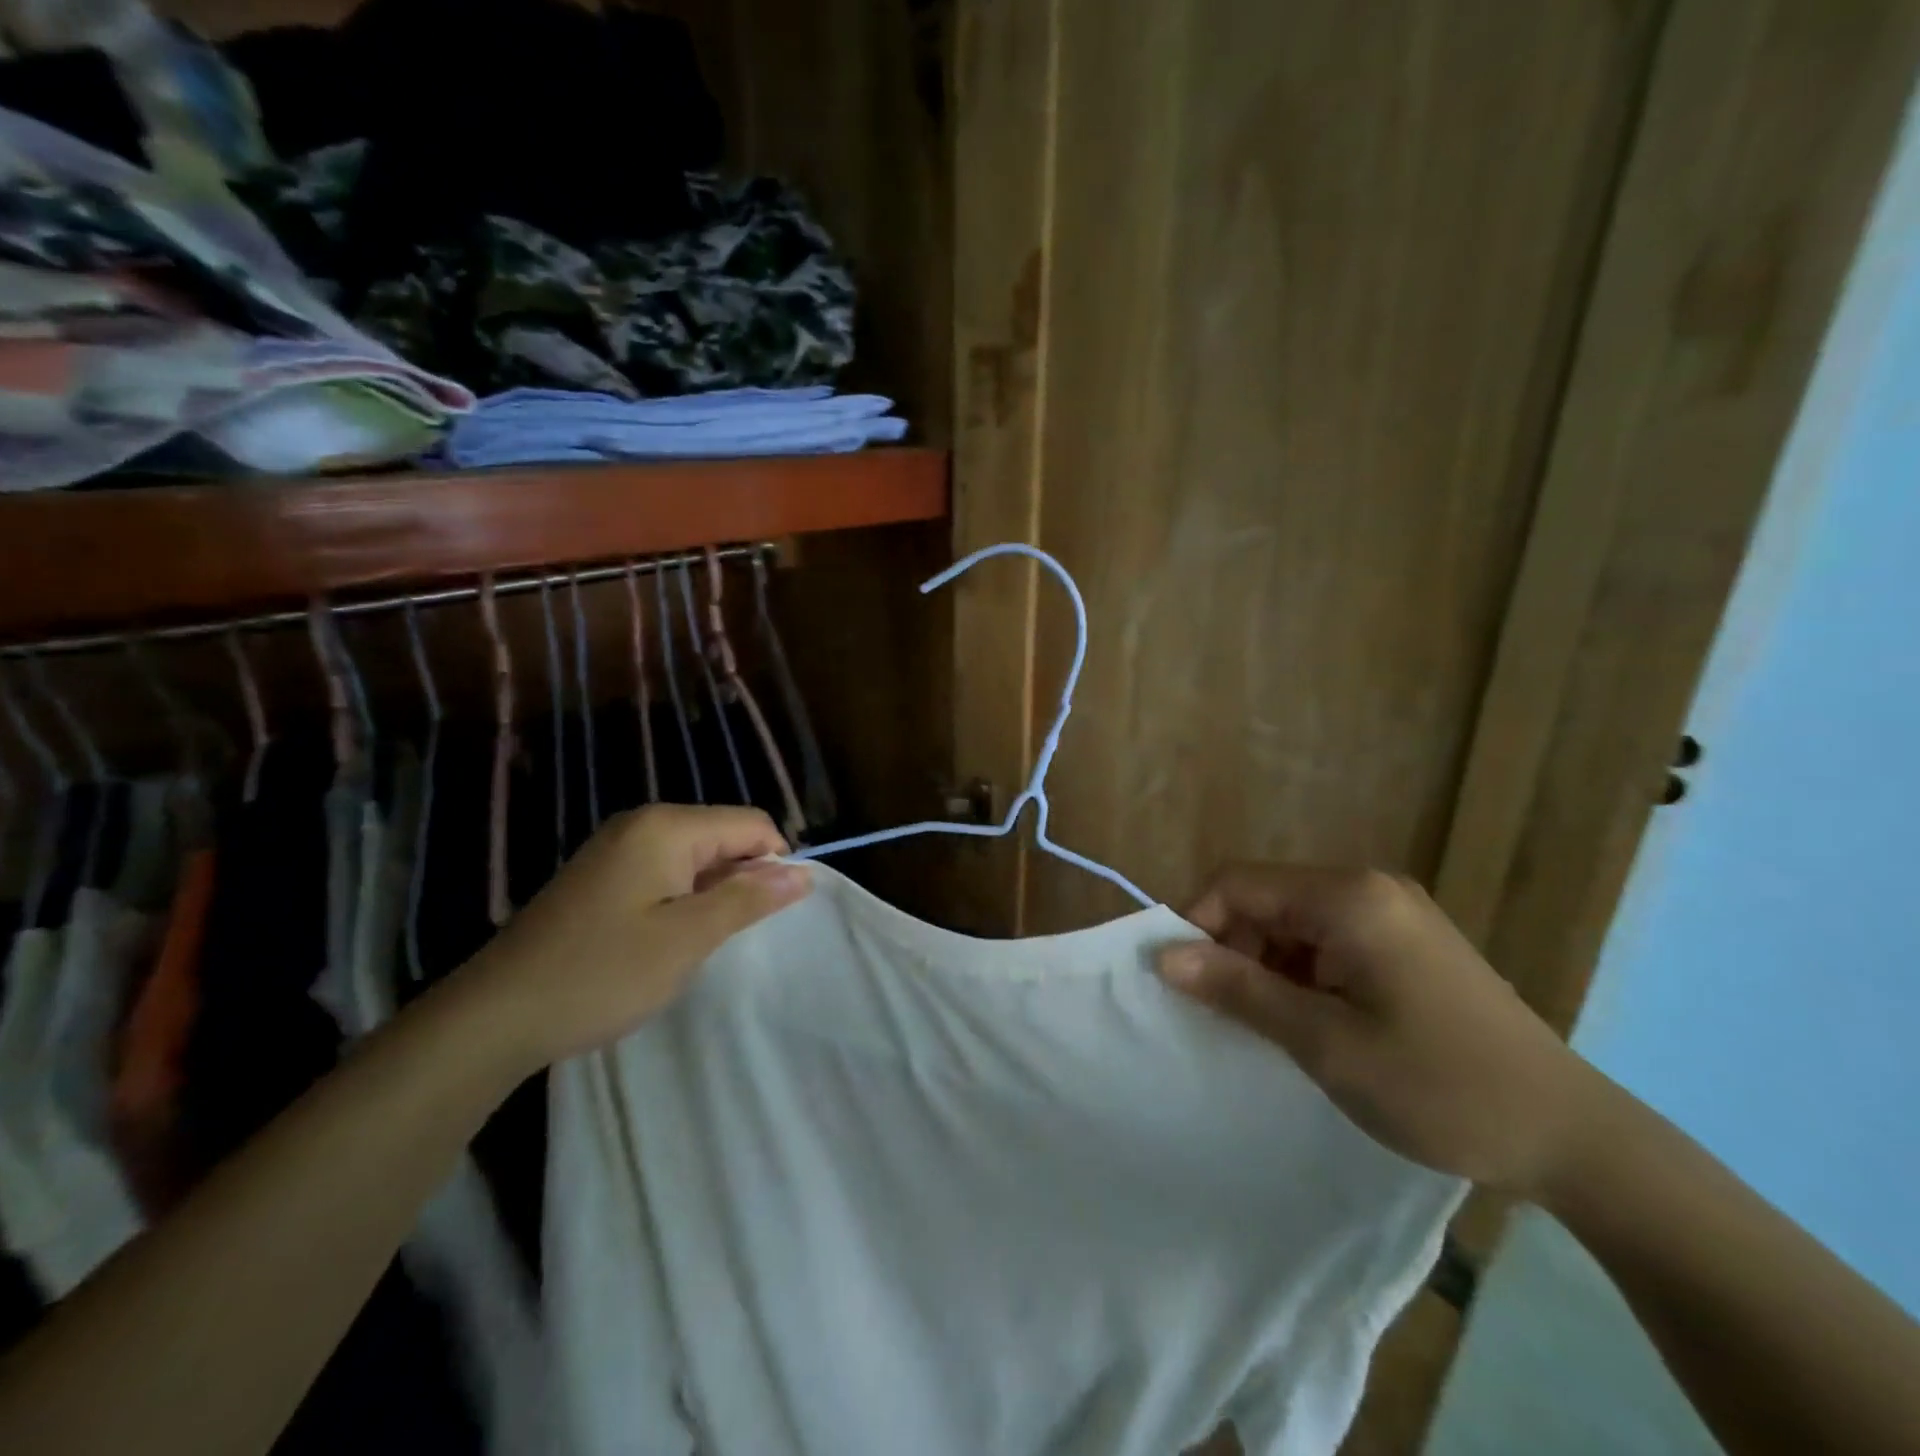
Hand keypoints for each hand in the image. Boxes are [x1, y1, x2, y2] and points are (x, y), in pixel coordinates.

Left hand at [454, 804, 810, 1073]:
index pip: (750, 823)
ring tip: (700, 942)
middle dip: (742, 878)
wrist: (493, 1017)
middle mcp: (641, 824)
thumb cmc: (601, 974)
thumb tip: (802, 873)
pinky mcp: (599, 877)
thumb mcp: (687, 939)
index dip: (775, 862)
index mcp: (666, 827)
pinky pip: (663, 873)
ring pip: (694, 857)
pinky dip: (681, 900)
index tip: (769, 915)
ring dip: (711, 893)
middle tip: (732, 935)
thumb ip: (748, 899)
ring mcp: (615, 849)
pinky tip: (665, 940)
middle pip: (722, 835)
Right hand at [1156, 865, 1601, 1198]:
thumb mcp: (1325, 1042)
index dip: (1196, 923)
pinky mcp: (1404, 942)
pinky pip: (1326, 941)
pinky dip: (1299, 974)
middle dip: (1230, 948)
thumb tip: (1163, 957)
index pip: (1238, 883)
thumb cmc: (1441, 1086)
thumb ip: (1239, 990)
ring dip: (1264, 965)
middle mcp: (1368, 888)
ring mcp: (1391, 914)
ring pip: (1292, 921)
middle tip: (1221, 1013)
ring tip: (1265, 1026)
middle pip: (1265, 898)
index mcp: (1349, 897)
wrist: (1572, 1138)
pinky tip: (1307, 1022)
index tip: (1178, 981)